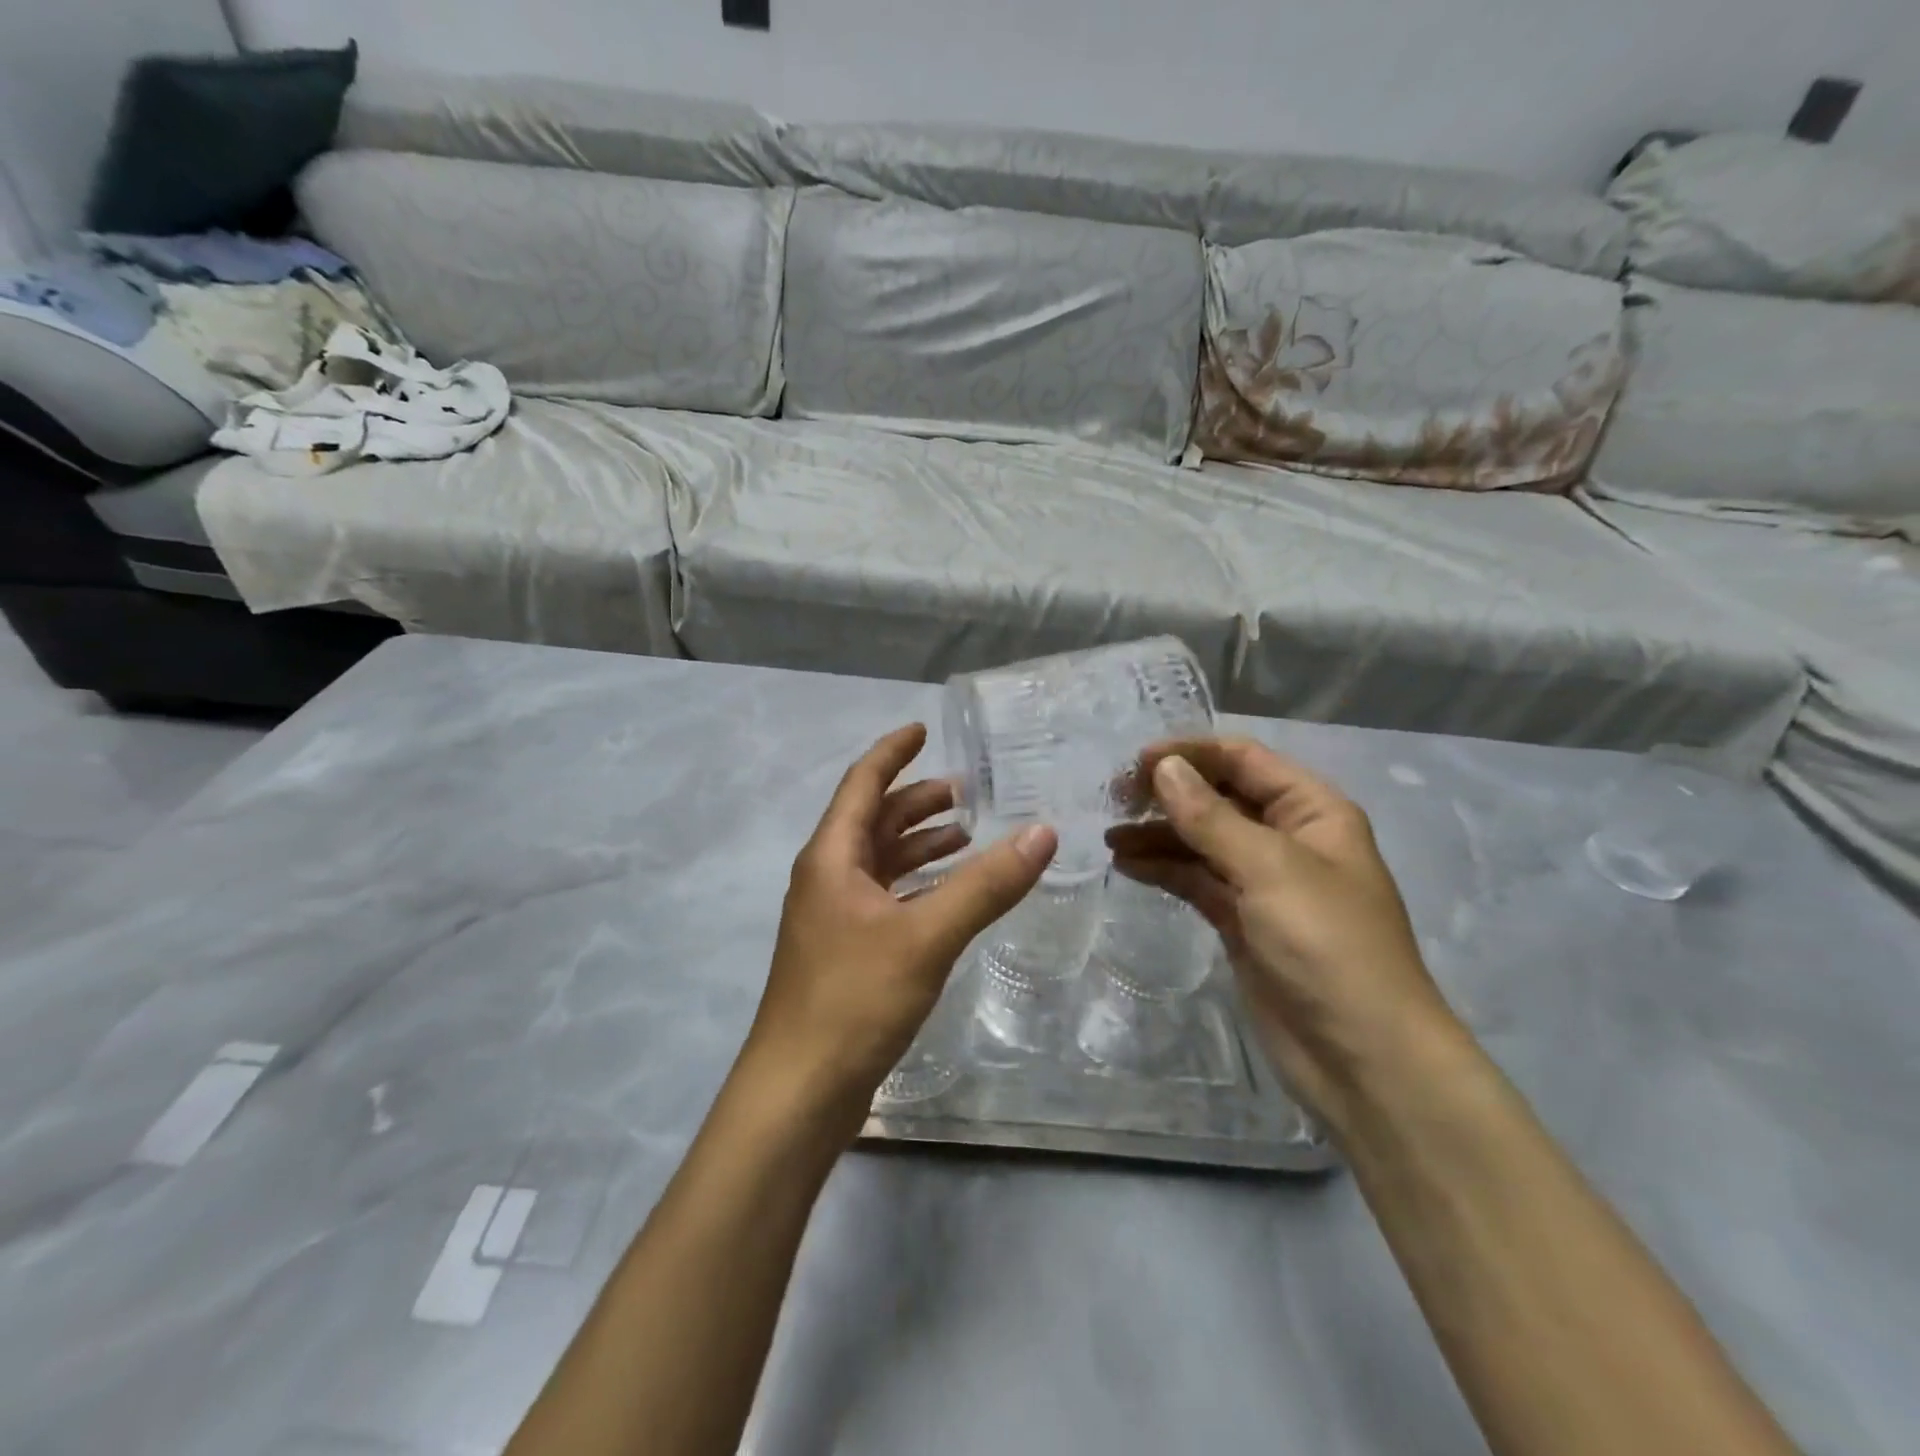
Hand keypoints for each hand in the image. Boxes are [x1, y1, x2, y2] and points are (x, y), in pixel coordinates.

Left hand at [740, 723, 1055, 1132]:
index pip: (862, 784)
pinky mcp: (846, 952)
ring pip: (880, 862)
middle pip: (873, 821)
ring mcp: (834, 918)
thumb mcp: (926, 936)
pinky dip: (917, 884)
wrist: (798, 1091)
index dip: (892, 752)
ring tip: (966, 835)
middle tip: (965, 791)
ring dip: (918, 843)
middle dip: (915, 800)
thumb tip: (1044, 833)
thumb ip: (985, 885)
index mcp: (832, 857)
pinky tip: (949, 895)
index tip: (923, 729)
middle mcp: (828, 878)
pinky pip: (886, 898)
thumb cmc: (853, 999)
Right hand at [1107, 738, 1460, 1121]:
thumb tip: (1164, 767)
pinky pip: (1196, 880)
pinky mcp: (1241, 921)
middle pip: (1219, 797)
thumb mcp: (1269, 869)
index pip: (1243, 760)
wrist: (1361, 1056)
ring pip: (1202, 841)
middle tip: (1114, 799)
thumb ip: (1210, 816)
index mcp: (1311, 811)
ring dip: (1158, 834)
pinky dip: (1164, 870)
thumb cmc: (1327, 945)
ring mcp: (1263, 882)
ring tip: (1109, 837)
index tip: (1135, 764)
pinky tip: (1128, 866)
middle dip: (1169, 794)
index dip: (1190, 754)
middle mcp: (1287, 838)